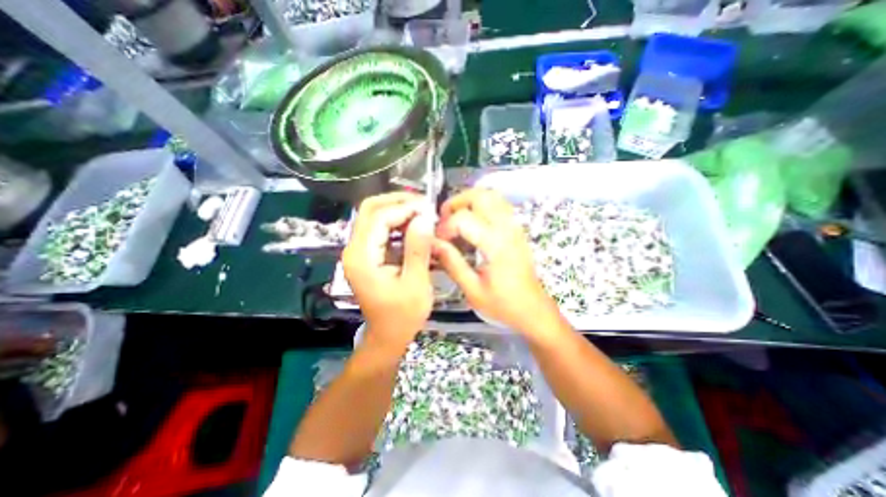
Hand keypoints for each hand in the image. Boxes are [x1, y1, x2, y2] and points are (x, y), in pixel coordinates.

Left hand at [342, 191, 434, 351]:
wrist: (388, 335)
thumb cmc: (403, 315)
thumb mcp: (416, 284)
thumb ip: (418, 249)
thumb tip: (424, 218)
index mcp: (362, 257)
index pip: (379, 217)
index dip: (404, 208)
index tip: (429, 208)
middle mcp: (354, 249)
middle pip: (370, 209)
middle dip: (398, 201)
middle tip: (424, 204)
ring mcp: (359, 251)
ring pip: (374, 216)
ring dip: (398, 210)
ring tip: (422, 212)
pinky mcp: (367, 254)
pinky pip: (380, 228)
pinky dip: (398, 222)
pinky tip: (415, 225)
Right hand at [434, 188, 554, 331]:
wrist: (533, 309)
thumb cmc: (503, 304)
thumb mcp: (472, 289)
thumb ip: (452, 263)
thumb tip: (433, 244)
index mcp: (496, 245)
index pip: (464, 219)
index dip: (445, 226)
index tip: (437, 240)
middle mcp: (507, 229)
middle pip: (480, 195)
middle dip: (457, 202)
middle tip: (444, 219)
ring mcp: (514, 226)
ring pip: (492, 195)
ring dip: (469, 200)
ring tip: (456, 217)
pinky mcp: (516, 229)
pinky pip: (499, 204)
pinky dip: (481, 205)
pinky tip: (472, 221)